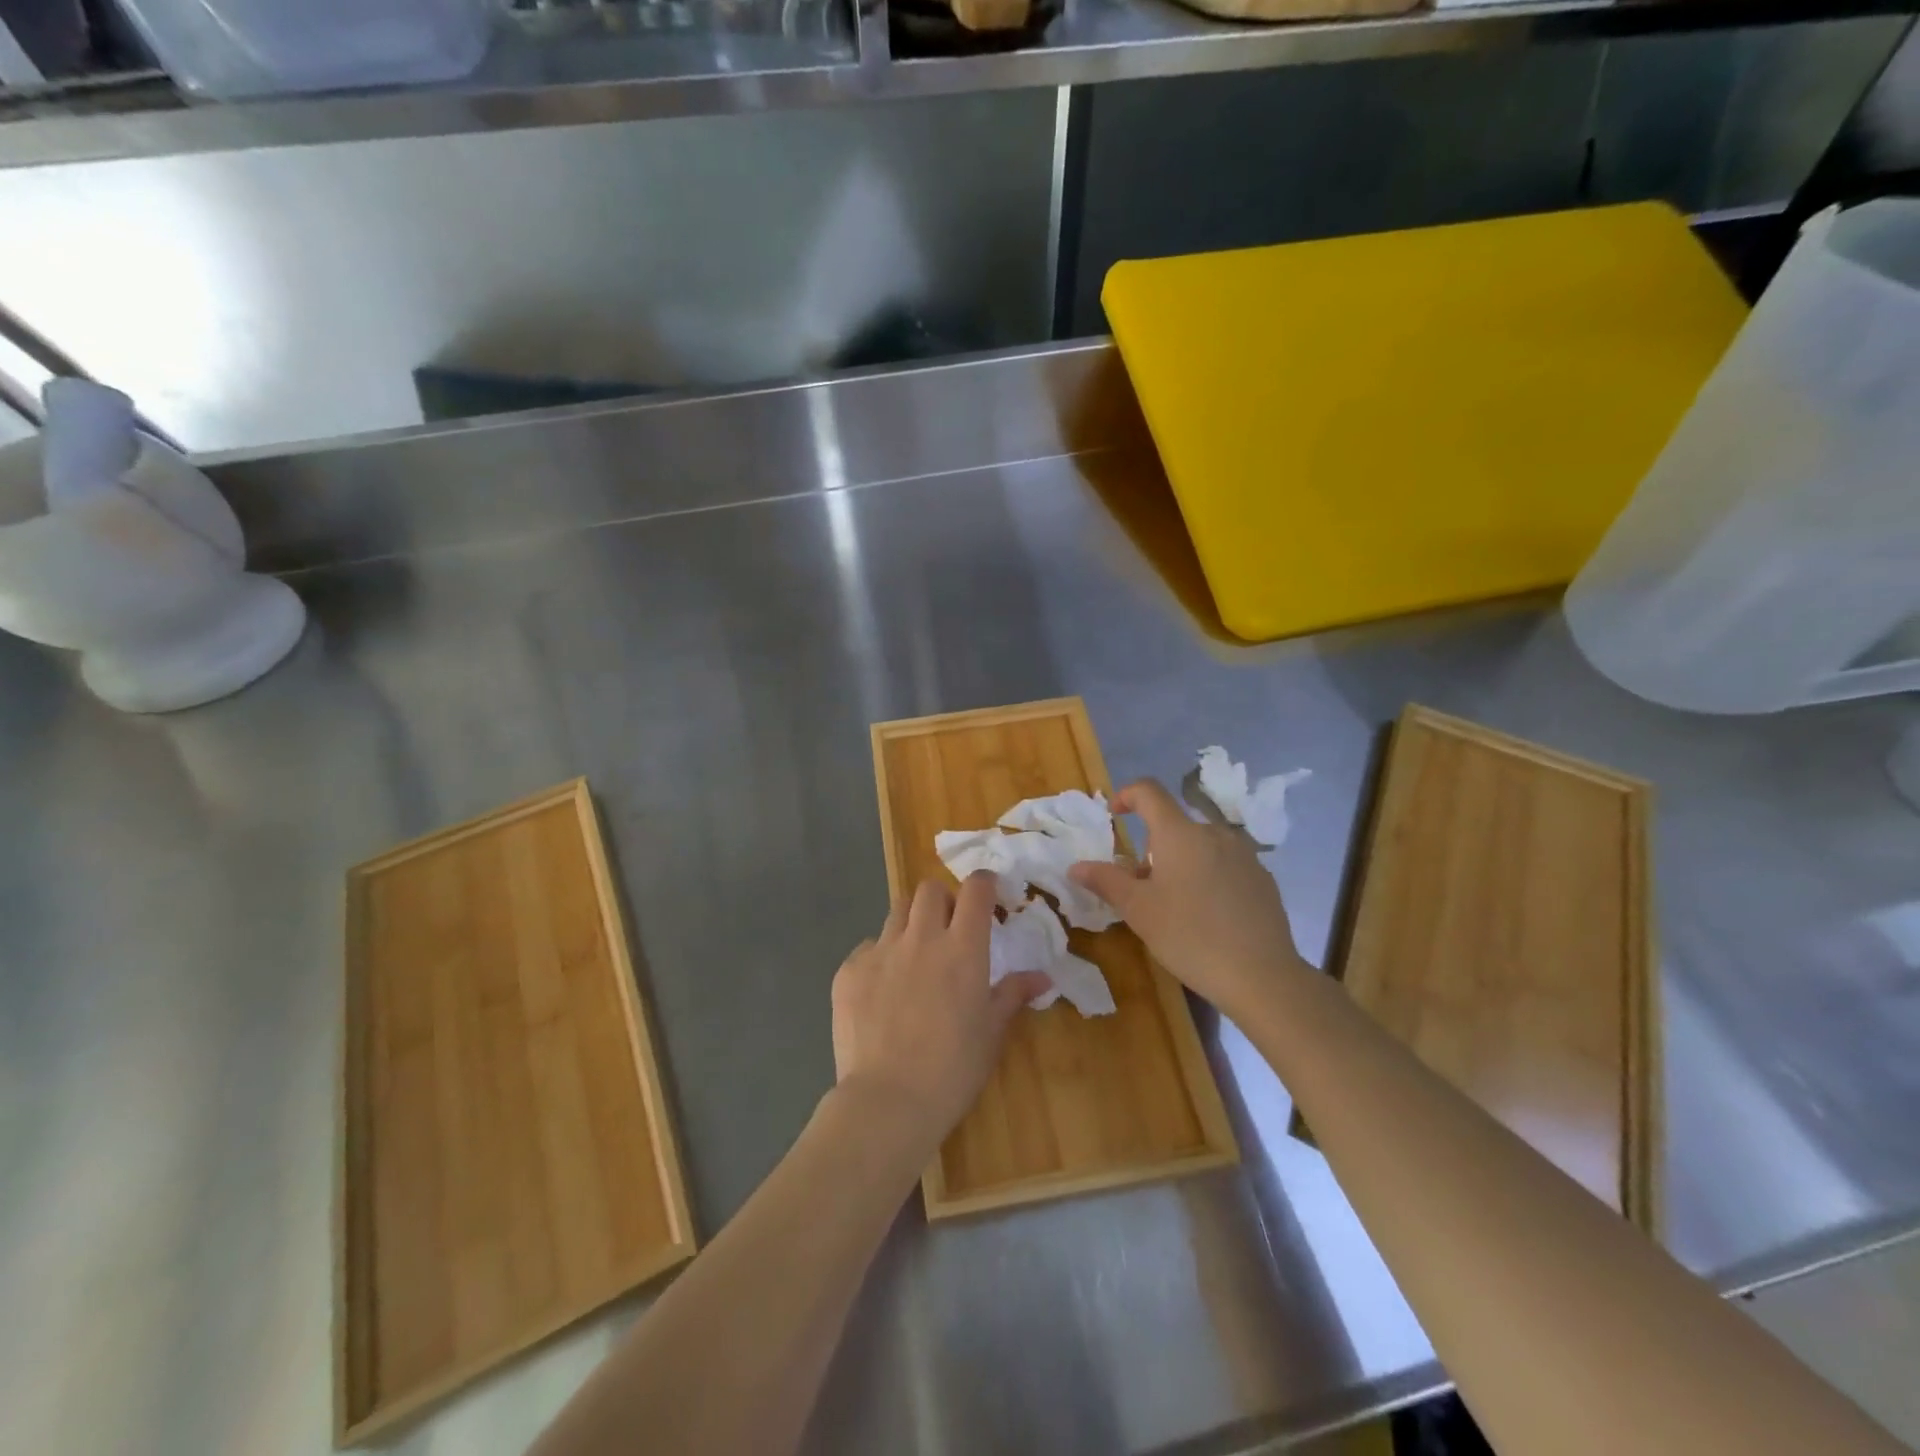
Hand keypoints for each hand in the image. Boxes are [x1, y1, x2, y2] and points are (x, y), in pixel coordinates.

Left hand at [831, 873, 1051, 1147]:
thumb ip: (1013, 994)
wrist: (887, 1102)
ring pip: (896, 911)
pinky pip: (867, 948)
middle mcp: (921, 938)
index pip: (975, 890)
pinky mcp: (849, 970)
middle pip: (929, 890)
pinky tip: (882, 990)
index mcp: (962, 948)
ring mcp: (880, 951)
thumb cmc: (952, 1070)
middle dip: (942, 899)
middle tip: (948, 927)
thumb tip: (1043, 977)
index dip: (983, 884)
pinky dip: (879, 958)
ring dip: (911, 922)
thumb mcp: (991, 1033)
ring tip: (914, 954)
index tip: (988, 893)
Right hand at [1070, 779, 1307, 1020]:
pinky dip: (1208, 878)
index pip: (1149, 792)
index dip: (1127, 795)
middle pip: (1174, 826)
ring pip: (1200, 847)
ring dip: (1181, 864)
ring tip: (1176, 907)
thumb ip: (1106, 881)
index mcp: (1180, 833)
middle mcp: (1214, 833)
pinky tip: (1209, 917)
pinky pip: (1225, 865)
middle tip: (1142, 889)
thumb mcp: (1138, 910)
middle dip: (1152, 848)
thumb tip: (1076, 866)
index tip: (1115, 815)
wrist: (1262, 976)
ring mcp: (1244, 855)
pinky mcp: (1263, 879)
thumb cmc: (1190, 936)